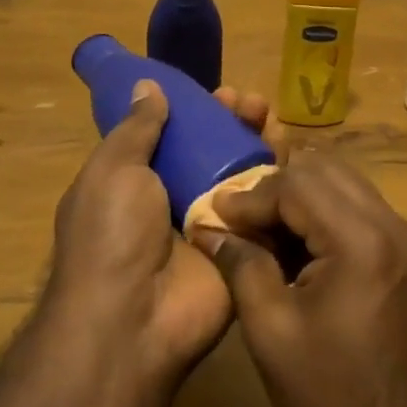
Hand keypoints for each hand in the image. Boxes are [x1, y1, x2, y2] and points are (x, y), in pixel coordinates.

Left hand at [43, 80, 275, 389]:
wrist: (133, 320)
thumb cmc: (112, 236)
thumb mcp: (112, 171)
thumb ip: (137, 129)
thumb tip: (147, 86)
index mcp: (140, 181)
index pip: (178, 135)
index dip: (200, 111)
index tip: (222, 92)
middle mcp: (178, 200)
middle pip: (216, 150)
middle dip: (237, 122)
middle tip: (256, 104)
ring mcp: (214, 226)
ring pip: (245, 175)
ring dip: (262, 144)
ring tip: (276, 123)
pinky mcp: (244, 249)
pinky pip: (266, 210)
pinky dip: (281, 184)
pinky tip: (294, 159)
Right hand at [193, 153, 406, 406]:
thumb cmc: (333, 394)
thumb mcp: (272, 333)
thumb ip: (242, 268)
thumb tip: (211, 230)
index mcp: (360, 239)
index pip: (297, 185)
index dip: (250, 197)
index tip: (215, 214)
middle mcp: (391, 223)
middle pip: (326, 170)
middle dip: (277, 187)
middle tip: (240, 219)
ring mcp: (406, 236)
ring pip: (346, 183)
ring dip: (302, 197)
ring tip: (264, 230)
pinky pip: (361, 209)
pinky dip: (326, 213)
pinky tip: (298, 246)